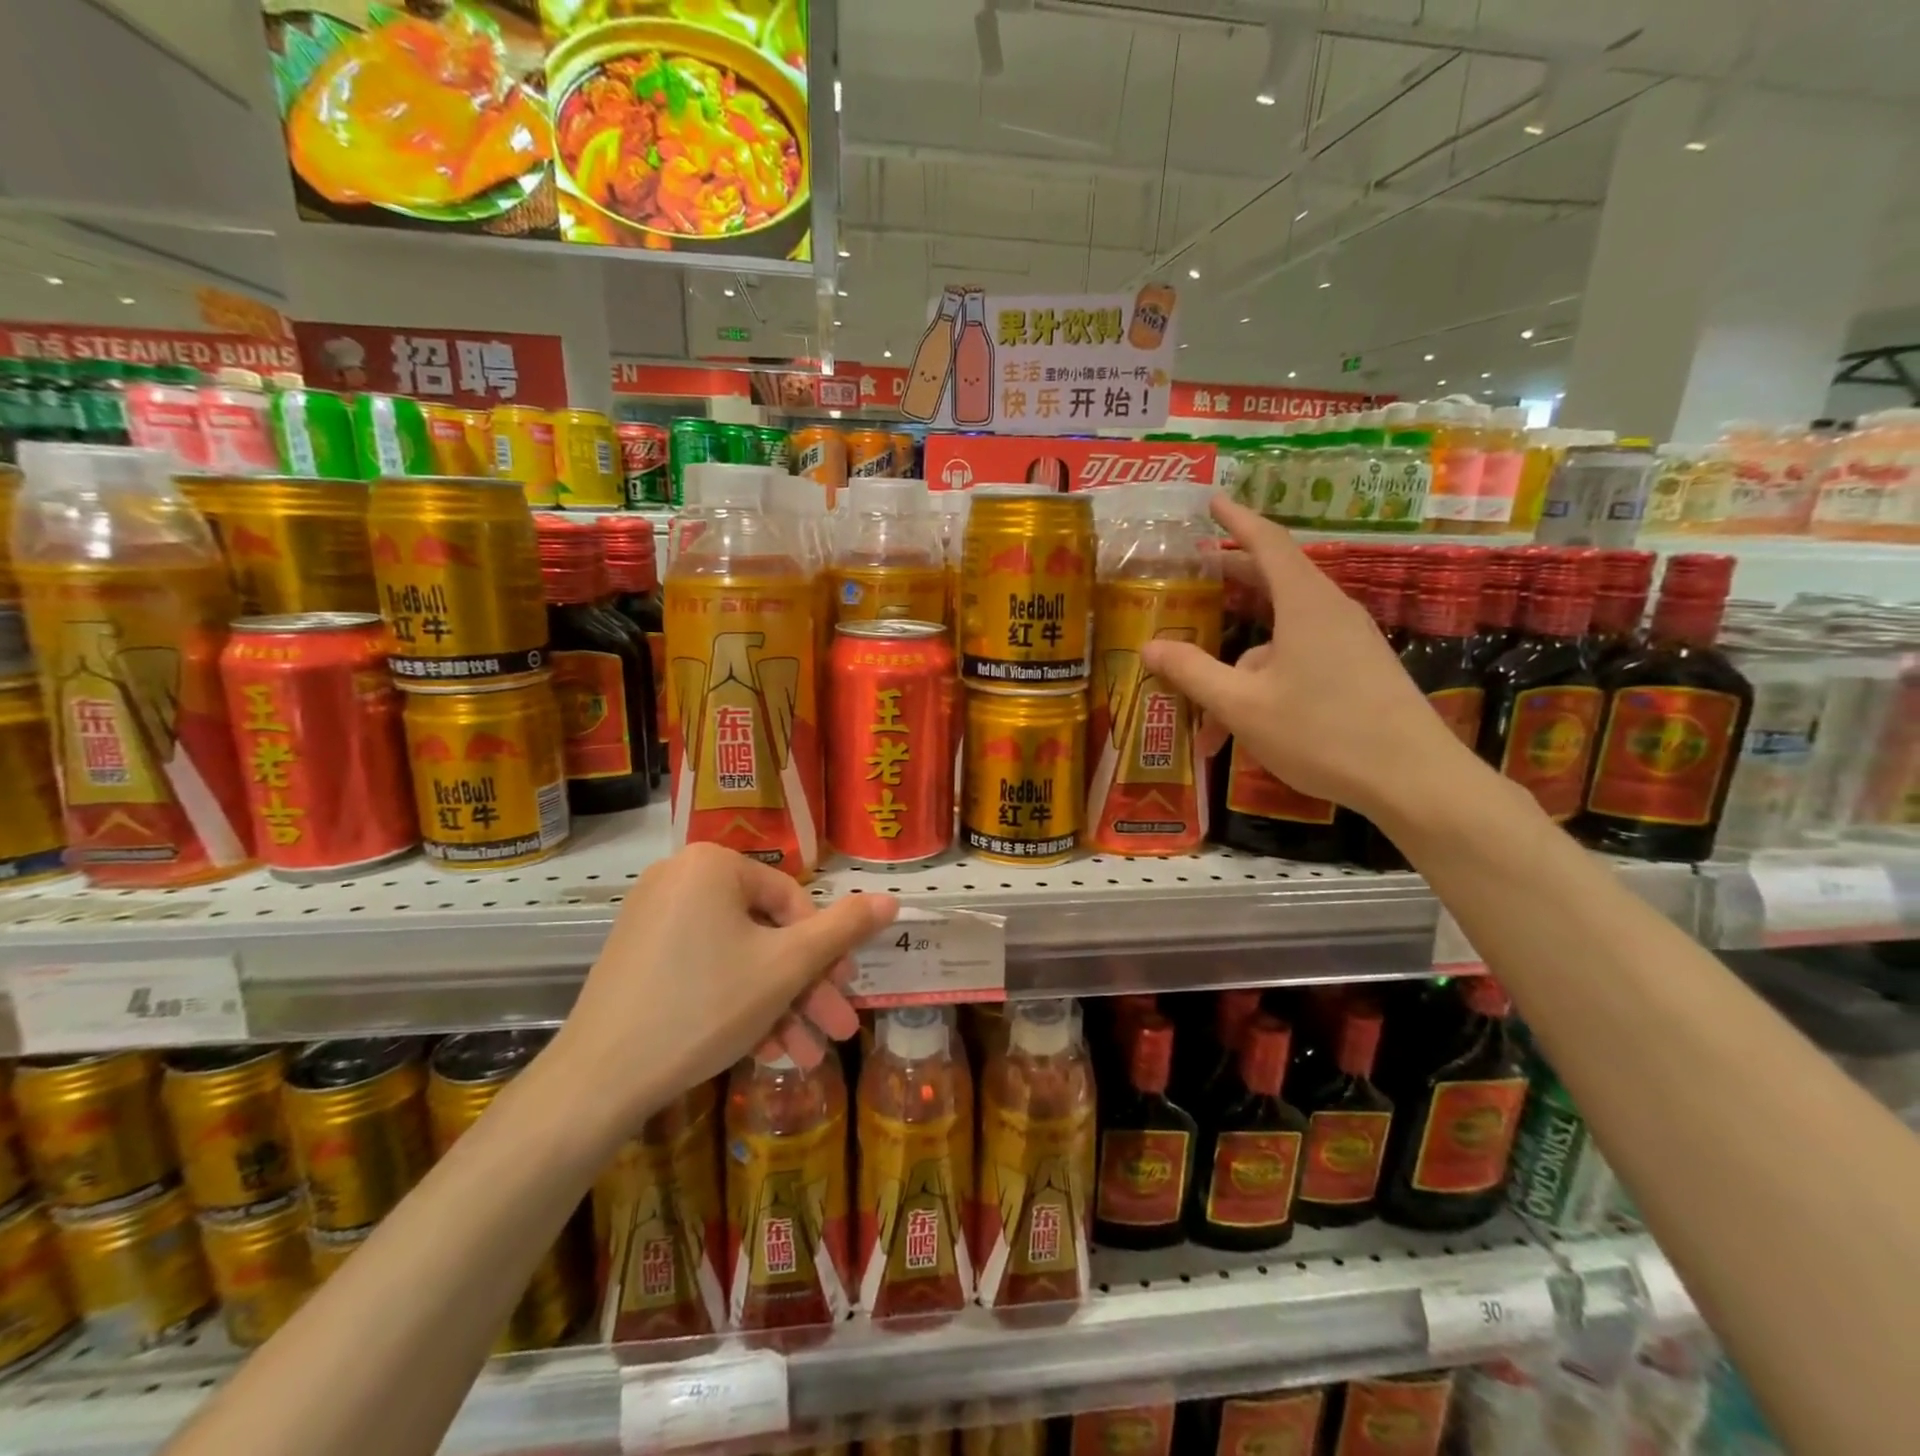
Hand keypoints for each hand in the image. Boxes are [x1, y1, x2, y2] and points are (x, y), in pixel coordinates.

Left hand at [548, 844, 896, 1133]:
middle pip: (766, 932)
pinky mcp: (639, 956)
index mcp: (714, 864)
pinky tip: (764, 1051)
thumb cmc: (705, 1007)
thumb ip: (844, 929)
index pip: (793, 901)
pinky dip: (737, 1004)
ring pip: (739, 957)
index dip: (826, 951)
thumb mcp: (787, 967)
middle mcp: (680, 878)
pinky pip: (706, 969)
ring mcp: (654, 917)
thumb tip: (892, 899)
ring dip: (778, 1006)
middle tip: (835, 1028)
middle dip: (805, 987)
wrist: (596, 1082)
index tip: (843, 993)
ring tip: (805, 1055)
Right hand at [1143, 496, 1475, 821]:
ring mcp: (1350, 642)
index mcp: (1304, 604)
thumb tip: (1150, 646)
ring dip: (1240, 662)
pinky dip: (1265, 680)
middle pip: (1275, 581)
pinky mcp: (1359, 671)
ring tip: (1206, 706)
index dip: (1236, 520)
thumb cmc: (1322, 733)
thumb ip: (1194, 672)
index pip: (1267, 543)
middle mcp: (1330, 612)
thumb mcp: (1243, 706)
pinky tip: (1245, 725)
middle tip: (1196, 575)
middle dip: (1232, 579)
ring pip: (1282, 636)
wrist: (1413, 780)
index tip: (1212, 502)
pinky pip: (1301, 659)